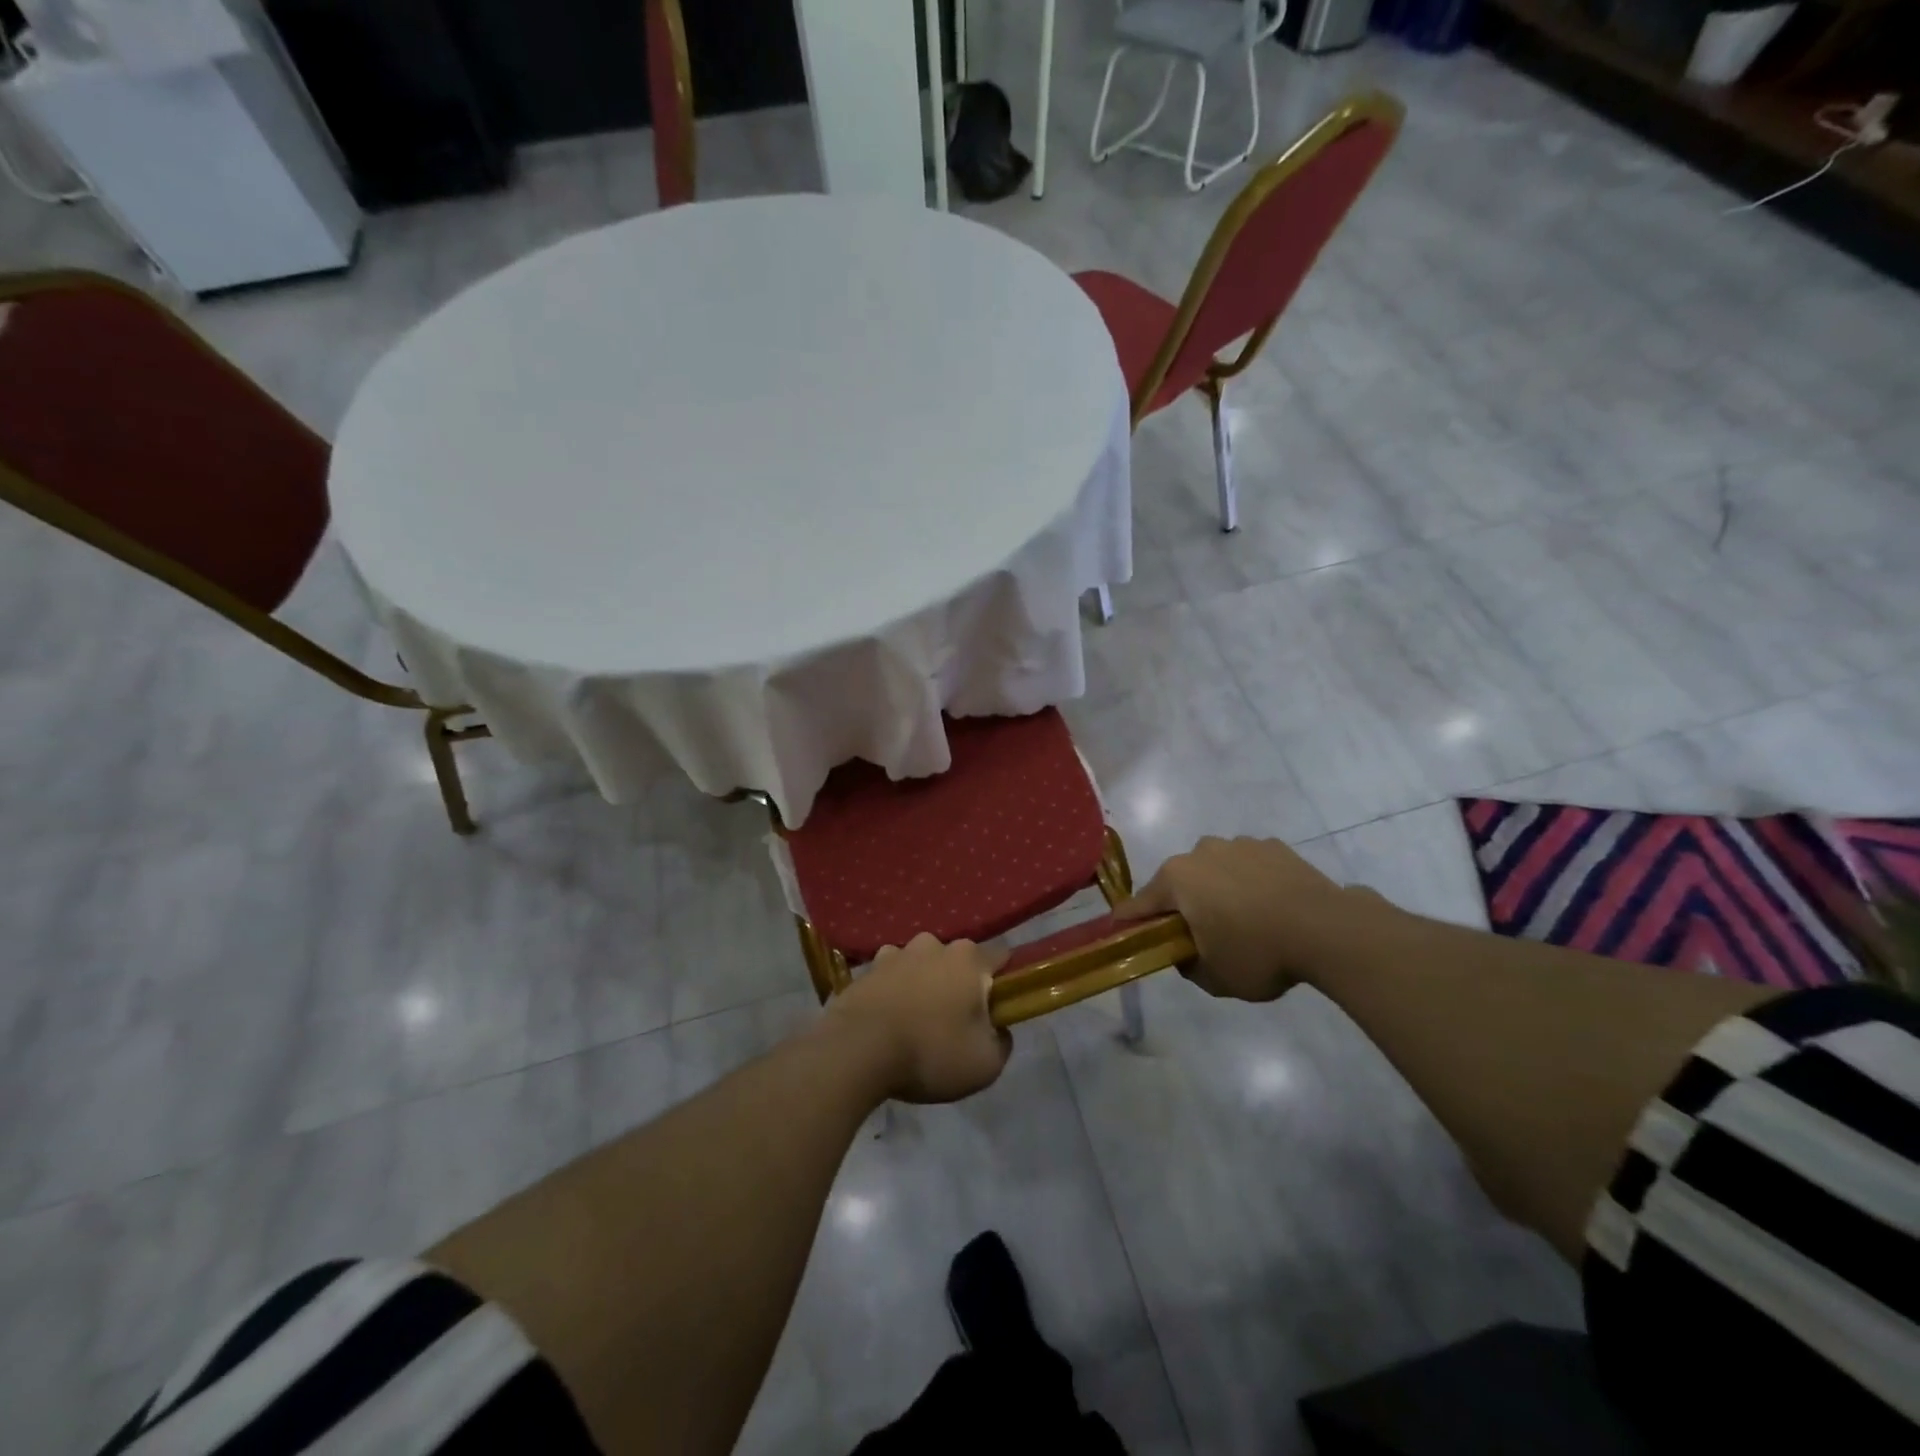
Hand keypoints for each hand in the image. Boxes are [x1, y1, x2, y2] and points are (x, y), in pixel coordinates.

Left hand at [824, 933, 1011, 1102]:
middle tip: (955, 1022)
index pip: (1001, 957)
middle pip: (958, 960)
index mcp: (968, 959)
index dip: (1004, 982)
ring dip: (924, 984)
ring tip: (916, 1021)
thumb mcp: (985, 1064)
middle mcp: (934, 945)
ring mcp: (897, 953)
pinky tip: (889, 1019)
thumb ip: (1002, 1042)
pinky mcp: (867, 969)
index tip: (997, 1009)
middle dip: (959, 984)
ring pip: (922, 964)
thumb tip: (999, 1030)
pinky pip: (891, 976)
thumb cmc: (930, 1053)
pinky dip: (893, 991)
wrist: (857, 1051)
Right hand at [1115, 836, 1357, 1001]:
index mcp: (1177, 879)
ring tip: (1244, 920)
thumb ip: (1188, 965)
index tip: (1122, 934)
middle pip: (1178, 882)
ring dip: (1218, 890)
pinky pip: (1248, 866)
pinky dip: (1251, 882)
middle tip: (1199, 936)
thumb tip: (1185, 953)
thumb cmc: (1258, 953)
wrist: (1327, 929)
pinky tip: (1271, 907)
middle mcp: (1201, 852)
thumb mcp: (1215, 978)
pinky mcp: (1272, 846)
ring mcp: (1239, 844)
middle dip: (1182, 906)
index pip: (1139, 904)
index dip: (1129, 923)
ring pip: (1215, 869)